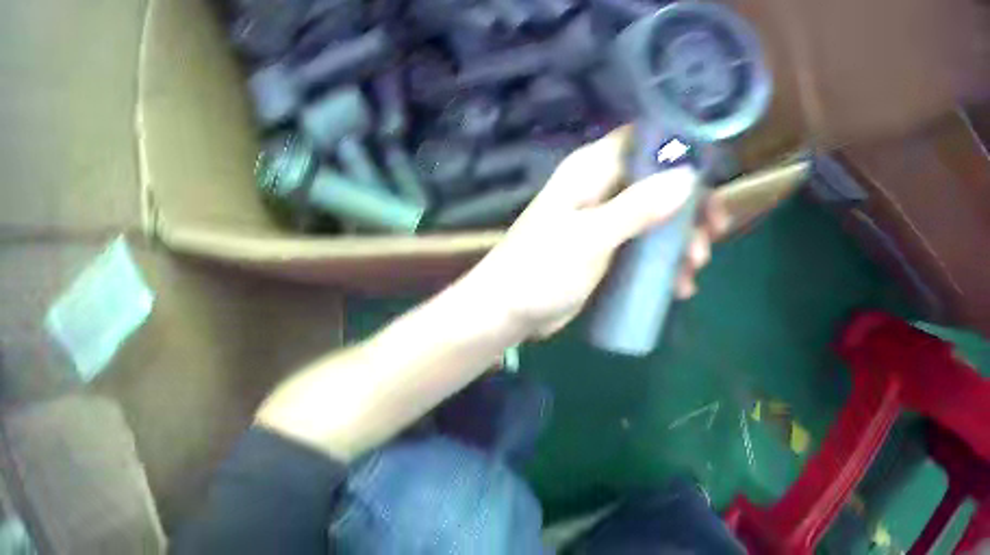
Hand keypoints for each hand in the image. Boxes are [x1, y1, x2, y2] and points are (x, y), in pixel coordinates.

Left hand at [461, 126, 729, 337]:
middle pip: (661, 181)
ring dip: (684, 240)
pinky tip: (679, 288)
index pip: (643, 140)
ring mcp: (609, 219)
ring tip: (694, 270)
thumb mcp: (590, 238)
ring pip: (660, 217)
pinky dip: (668, 263)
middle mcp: (604, 187)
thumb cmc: (539, 270)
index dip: (679, 150)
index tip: (711, 176)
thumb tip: (687, 177)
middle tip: (712, 234)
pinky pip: (649, 247)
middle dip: (692, 207)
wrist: (506, 314)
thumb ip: (637, 207)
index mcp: (593, 169)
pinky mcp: (611, 249)